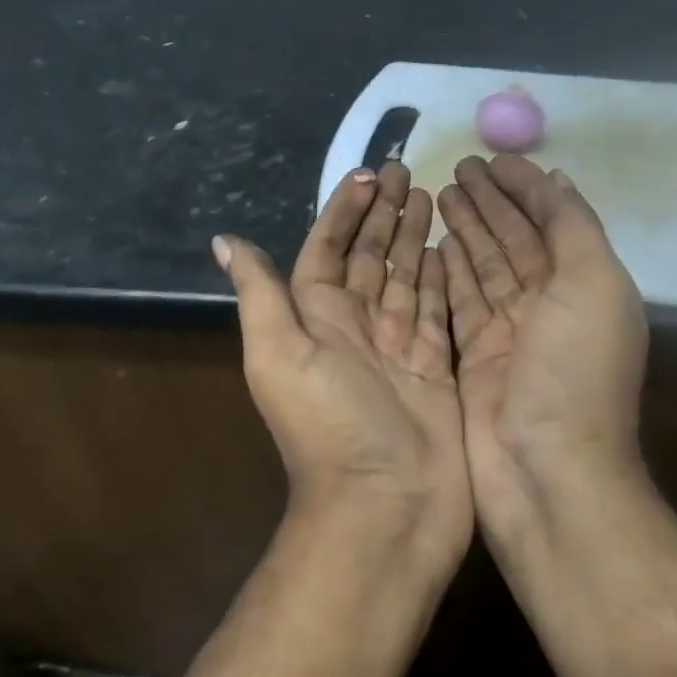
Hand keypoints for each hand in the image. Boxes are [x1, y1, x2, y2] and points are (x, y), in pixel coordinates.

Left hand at [214, 162, 471, 564]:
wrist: (385, 504)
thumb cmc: (329, 424)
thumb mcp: (279, 353)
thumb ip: (260, 293)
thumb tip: (224, 240)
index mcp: (314, 319)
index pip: (327, 250)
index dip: (344, 211)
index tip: (367, 173)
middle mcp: (354, 328)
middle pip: (369, 258)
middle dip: (385, 215)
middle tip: (408, 171)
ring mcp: (398, 348)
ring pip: (405, 278)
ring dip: (414, 238)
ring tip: (432, 196)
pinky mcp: (436, 367)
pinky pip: (438, 311)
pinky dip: (444, 279)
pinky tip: (452, 249)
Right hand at [437, 155, 647, 556]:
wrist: (544, 470)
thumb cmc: (573, 374)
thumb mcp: (593, 285)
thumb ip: (573, 229)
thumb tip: (556, 181)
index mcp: (584, 286)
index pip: (551, 221)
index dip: (524, 188)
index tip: (492, 158)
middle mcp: (548, 306)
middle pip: (513, 242)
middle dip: (490, 204)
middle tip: (456, 168)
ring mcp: (509, 335)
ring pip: (483, 269)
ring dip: (465, 232)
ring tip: (440, 196)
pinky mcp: (474, 359)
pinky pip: (458, 305)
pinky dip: (446, 274)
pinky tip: (429, 247)